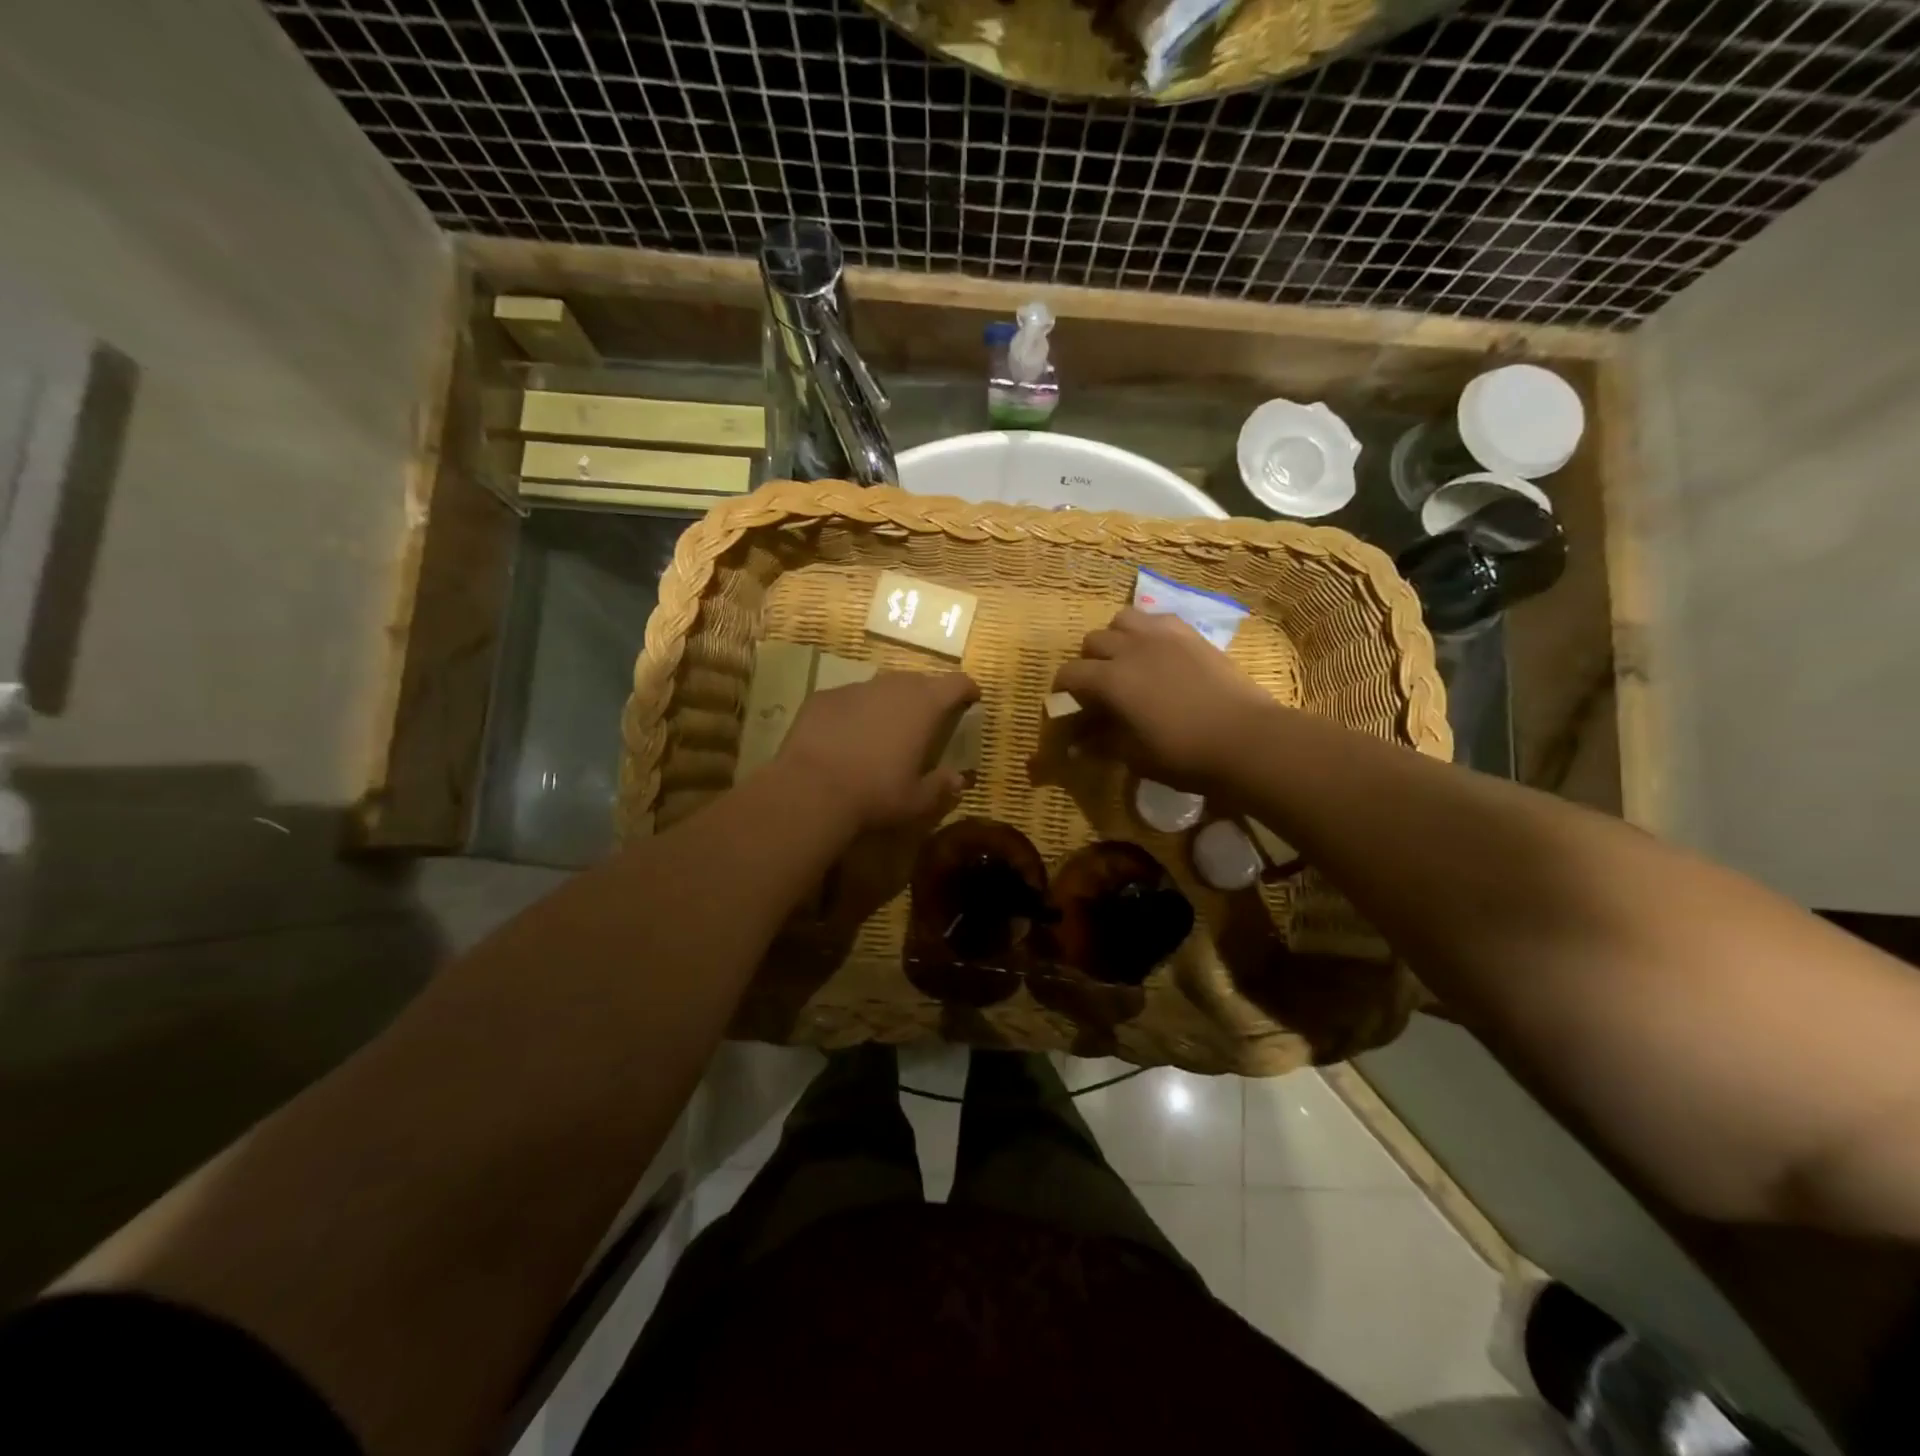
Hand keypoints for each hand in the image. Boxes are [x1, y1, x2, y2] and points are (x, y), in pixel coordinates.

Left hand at [776, 669, 979, 831]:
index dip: (967, 688)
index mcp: (924, 706)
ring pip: (882, 687)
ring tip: (886, 727)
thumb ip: (941, 786)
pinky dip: (856, 711)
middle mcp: (893, 687)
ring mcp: (856, 688)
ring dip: (890, 702)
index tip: (972, 697)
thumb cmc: (875, 793)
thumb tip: (959, 780)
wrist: (810, 789)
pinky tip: (847, 735)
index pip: (956, 683)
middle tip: (928, 719)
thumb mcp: (916, 800)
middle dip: (928, 695)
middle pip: (919, 680)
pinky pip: (849, 698)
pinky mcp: (824, 696)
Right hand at [1053, 608, 1279, 790]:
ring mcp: (1162, 635)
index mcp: (1111, 680)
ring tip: (1126, 660)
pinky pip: (1157, 619)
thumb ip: (1102, 743)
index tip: (1068, 705)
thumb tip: (1077, 745)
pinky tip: (1158, 653)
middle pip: (1093, 641)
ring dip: (1116, 638)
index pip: (1069, 674)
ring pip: (1122, 619)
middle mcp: (1130, 648)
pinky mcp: (1190, 634)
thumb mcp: (1135, 756)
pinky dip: (1147, 631)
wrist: (1246, 739)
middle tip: (1099, 687)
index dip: (1063, 690)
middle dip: (1088, 662)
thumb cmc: (1184, 754)